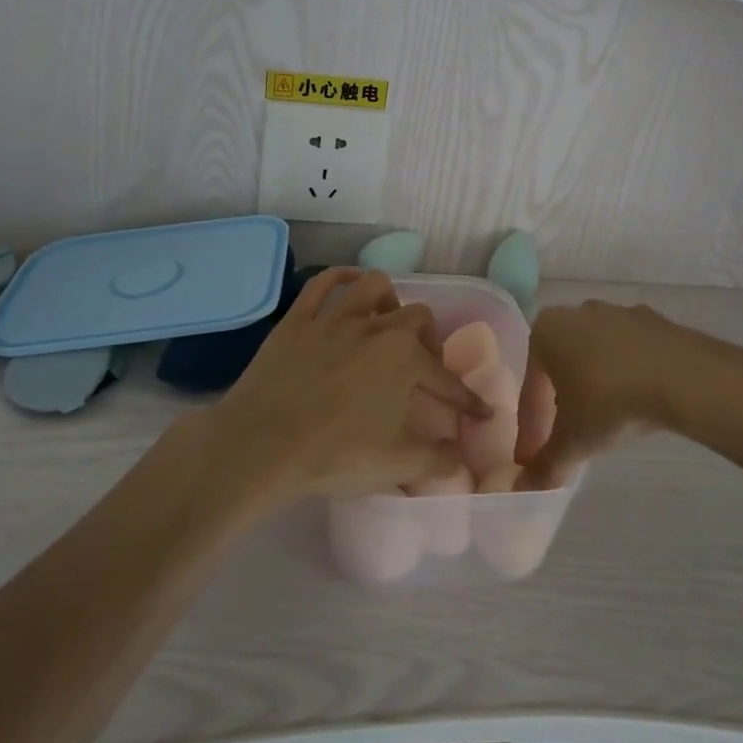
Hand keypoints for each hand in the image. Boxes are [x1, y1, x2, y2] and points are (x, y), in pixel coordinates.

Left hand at [204, 268, 488, 505]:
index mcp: (405, 359)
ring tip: (387, 323)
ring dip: (389, 301)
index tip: (480, 413)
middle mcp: (376, 328)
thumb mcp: (397, 464)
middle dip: (429, 341)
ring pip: (374, 286)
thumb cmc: (336, 455)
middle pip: (418, 317)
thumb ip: (437, 459)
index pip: (446, 379)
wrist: (263, 446)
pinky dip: (341, 278)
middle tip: (422, 369)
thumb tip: (459, 458)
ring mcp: (335, 318)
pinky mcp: (298, 319)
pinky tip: (349, 285)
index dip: (466, 400)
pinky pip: (323, 284)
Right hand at [518, 300, 703, 488]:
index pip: (531, 390)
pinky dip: (626, 378)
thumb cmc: (611, 402)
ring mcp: (618, 312)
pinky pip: (628, 355)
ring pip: (594, 359)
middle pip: (560, 369)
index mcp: (545, 332)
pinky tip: (636, 403)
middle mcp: (576, 313)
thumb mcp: (574, 441)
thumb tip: (523, 489)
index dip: (531, 430)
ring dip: (594, 388)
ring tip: (604, 423)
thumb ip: (545, 465)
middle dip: (559, 404)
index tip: (533, 460)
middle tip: (567, 439)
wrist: (683, 377)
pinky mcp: (653, 321)